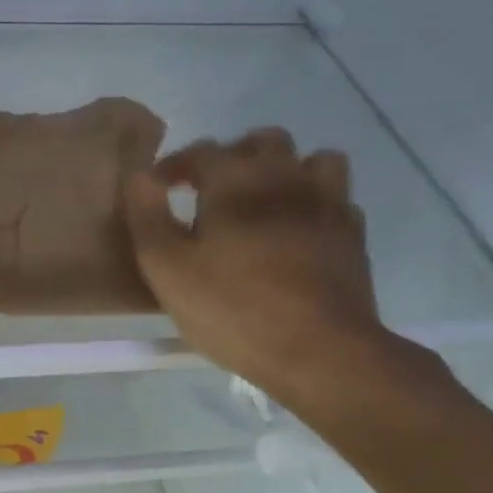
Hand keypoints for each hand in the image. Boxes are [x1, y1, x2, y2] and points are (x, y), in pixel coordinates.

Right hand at [123, 128, 411, 411]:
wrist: (319, 350)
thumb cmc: (232, 308)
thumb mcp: (167, 268)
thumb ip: (147, 216)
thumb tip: (139, 175)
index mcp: (235, 180)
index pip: (201, 151)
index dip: (175, 165)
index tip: (158, 188)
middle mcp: (285, 177)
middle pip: (261, 142)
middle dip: (231, 157)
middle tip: (209, 192)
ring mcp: (327, 202)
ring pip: (311, 160)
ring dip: (283, 170)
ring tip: (262, 201)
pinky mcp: (352, 234)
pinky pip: (336, 197)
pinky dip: (314, 201)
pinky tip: (299, 229)